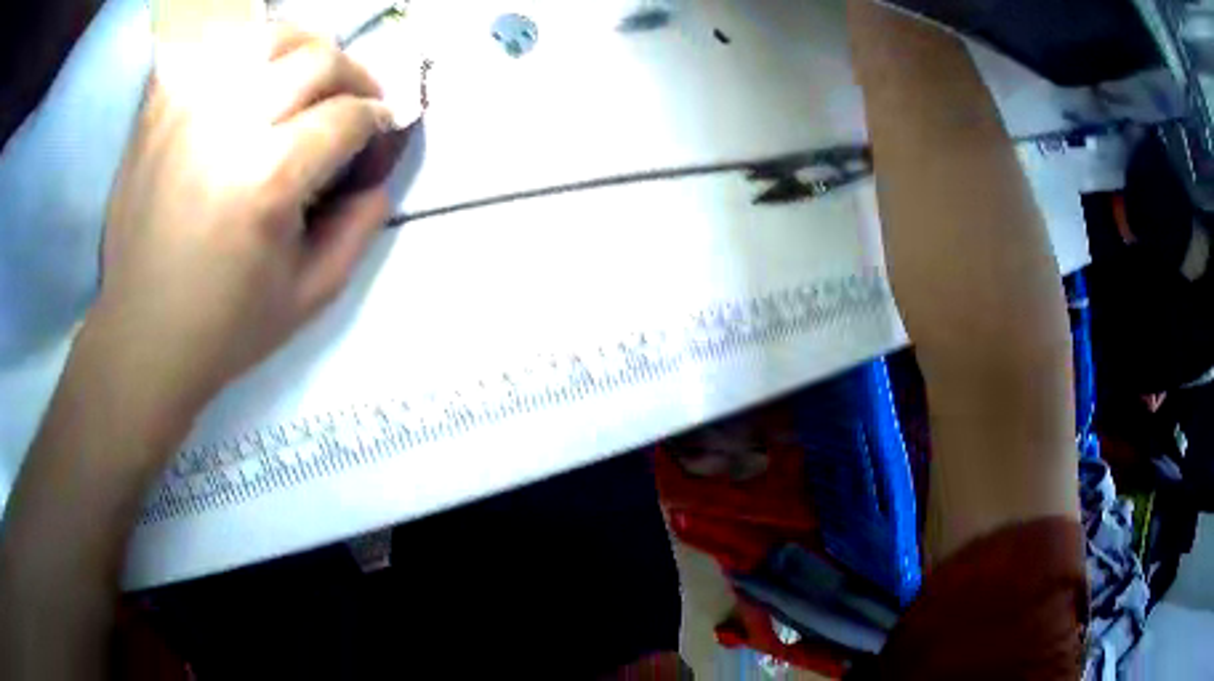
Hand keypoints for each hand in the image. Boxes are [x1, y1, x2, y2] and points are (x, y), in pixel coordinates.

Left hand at [85, 24, 412, 421]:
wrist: (140, 337)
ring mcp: (186, 107)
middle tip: (353, 104)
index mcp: (269, 179)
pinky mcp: (158, 108)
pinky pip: (214, 52)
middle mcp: (228, 126)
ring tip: (306, 81)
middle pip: (318, 60)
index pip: (349, 114)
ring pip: (269, 37)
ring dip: (304, 52)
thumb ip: (360, 228)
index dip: (379, 118)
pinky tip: (251, 83)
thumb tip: (380, 173)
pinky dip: (244, 56)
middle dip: (353, 77)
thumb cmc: (224, 327)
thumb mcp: (310, 295)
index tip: (379, 133)